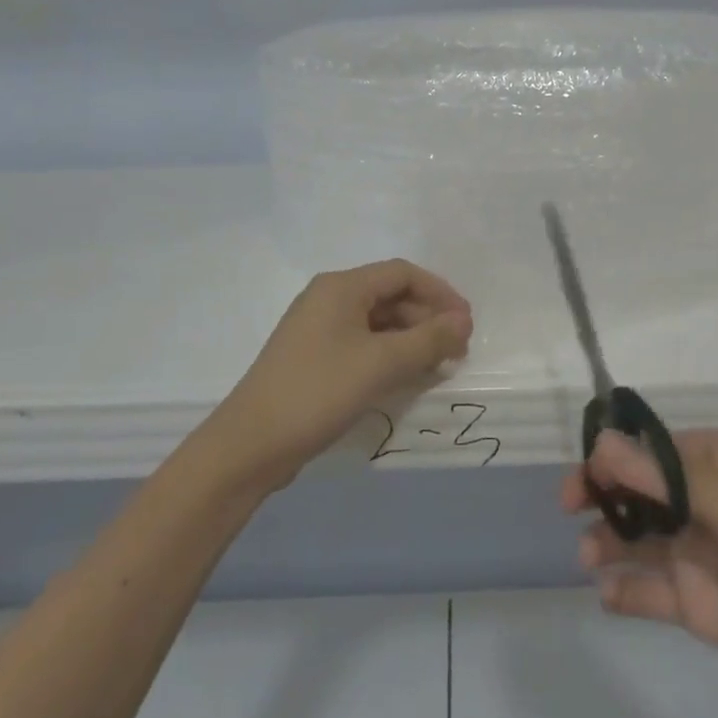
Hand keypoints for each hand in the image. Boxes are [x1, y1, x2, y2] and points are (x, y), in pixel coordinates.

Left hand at [210, 260, 472, 489]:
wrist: (251, 444)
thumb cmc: (319, 391)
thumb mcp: (381, 363)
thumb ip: (428, 340)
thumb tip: (463, 321)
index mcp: (341, 287)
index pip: (402, 273)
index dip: (440, 293)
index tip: (466, 323)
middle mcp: (328, 299)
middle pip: (390, 296)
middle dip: (427, 319)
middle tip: (456, 350)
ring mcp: (318, 329)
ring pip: (377, 323)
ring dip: (410, 340)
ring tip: (438, 367)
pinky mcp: (314, 358)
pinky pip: (362, 345)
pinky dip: (388, 356)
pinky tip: (406, 378)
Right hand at [562, 428, 717, 717]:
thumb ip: (663, 480)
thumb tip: (601, 444)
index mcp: (715, 464)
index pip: (651, 452)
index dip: (614, 458)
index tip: (586, 474)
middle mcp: (701, 503)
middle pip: (637, 494)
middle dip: (604, 499)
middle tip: (571, 510)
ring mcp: (697, 554)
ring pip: (637, 540)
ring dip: (608, 544)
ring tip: (589, 557)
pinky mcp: (697, 604)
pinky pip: (650, 591)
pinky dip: (625, 592)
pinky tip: (608, 595)